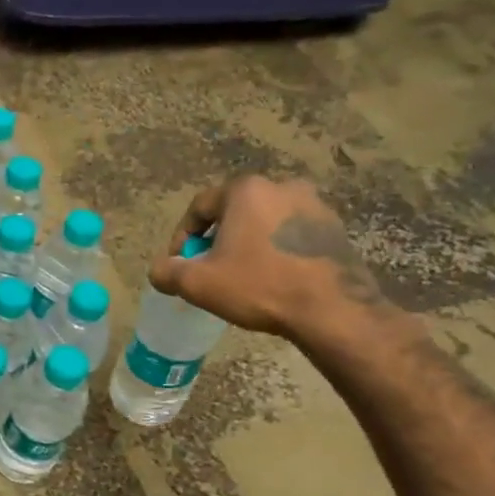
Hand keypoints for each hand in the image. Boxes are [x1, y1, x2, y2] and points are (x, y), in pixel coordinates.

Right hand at [148, 176, 390, 340]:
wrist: (332, 309)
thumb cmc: (259, 286)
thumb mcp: (198, 284)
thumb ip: (167, 272)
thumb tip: (159, 270)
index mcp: (245, 190)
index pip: (200, 207)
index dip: (182, 237)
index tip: (179, 264)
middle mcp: (281, 186)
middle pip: (234, 212)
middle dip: (218, 239)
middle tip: (209, 270)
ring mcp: (314, 205)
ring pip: (265, 223)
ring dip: (249, 244)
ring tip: (242, 276)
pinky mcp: (336, 228)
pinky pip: (292, 235)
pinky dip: (277, 251)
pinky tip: (274, 279)